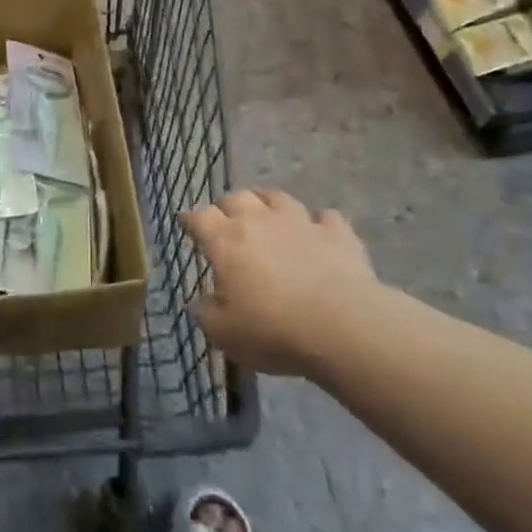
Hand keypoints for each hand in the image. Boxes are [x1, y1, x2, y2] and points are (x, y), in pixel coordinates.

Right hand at [184, 191, 380, 378]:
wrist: (344, 327)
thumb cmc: (274, 330)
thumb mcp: (225, 334)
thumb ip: (206, 314)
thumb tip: (201, 302)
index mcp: (225, 241)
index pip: (199, 217)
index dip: (190, 219)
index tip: (186, 224)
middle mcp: (259, 220)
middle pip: (236, 197)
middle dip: (227, 206)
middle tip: (226, 222)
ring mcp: (300, 221)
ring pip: (277, 197)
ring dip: (267, 203)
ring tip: (267, 216)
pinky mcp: (337, 233)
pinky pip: (325, 217)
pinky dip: (318, 222)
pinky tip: (318, 232)